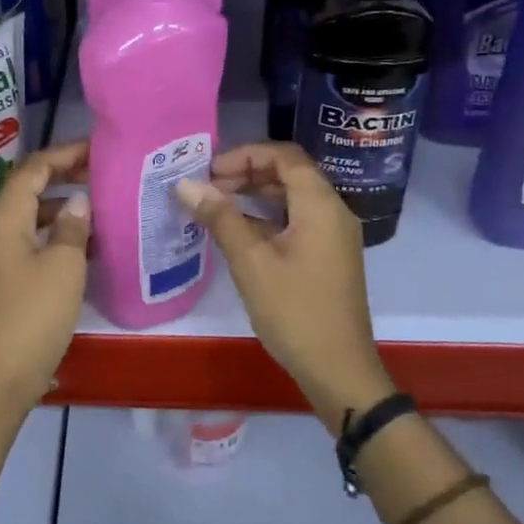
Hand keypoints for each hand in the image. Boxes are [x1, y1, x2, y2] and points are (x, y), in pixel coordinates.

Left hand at [0, 140, 90, 409]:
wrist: (4, 372)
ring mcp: (4, 254)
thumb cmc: (34, 313)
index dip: (64, 154)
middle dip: (65, 175)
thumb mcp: (63, 265)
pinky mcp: (13, 276)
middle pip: (31, 187)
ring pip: (36, 215)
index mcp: (6, 217)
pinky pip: (38, 240)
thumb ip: (73, 227)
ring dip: (66, 205)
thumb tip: (79, 202)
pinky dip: (61, 233)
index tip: (98, 149)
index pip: (33, 168)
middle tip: (104, 171)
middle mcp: (0, 228)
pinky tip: (91, 242)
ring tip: (103, 203)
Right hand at [175, 142, 391, 427]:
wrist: (338, 368)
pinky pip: (297, 221)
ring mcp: (333, 236)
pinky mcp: (328, 256)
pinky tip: (238, 232)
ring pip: (293, 198)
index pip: (284, 156)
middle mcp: (333, 212)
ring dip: (256, 195)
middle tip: (208, 188)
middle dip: (247, 173)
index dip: (245, 155)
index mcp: (320, 205)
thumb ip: (220, 217)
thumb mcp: (250, 262)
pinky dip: (267, 217)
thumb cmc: (294, 311)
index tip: (210, 171)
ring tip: (216, 206)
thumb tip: (185, 184)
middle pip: (290, 173)